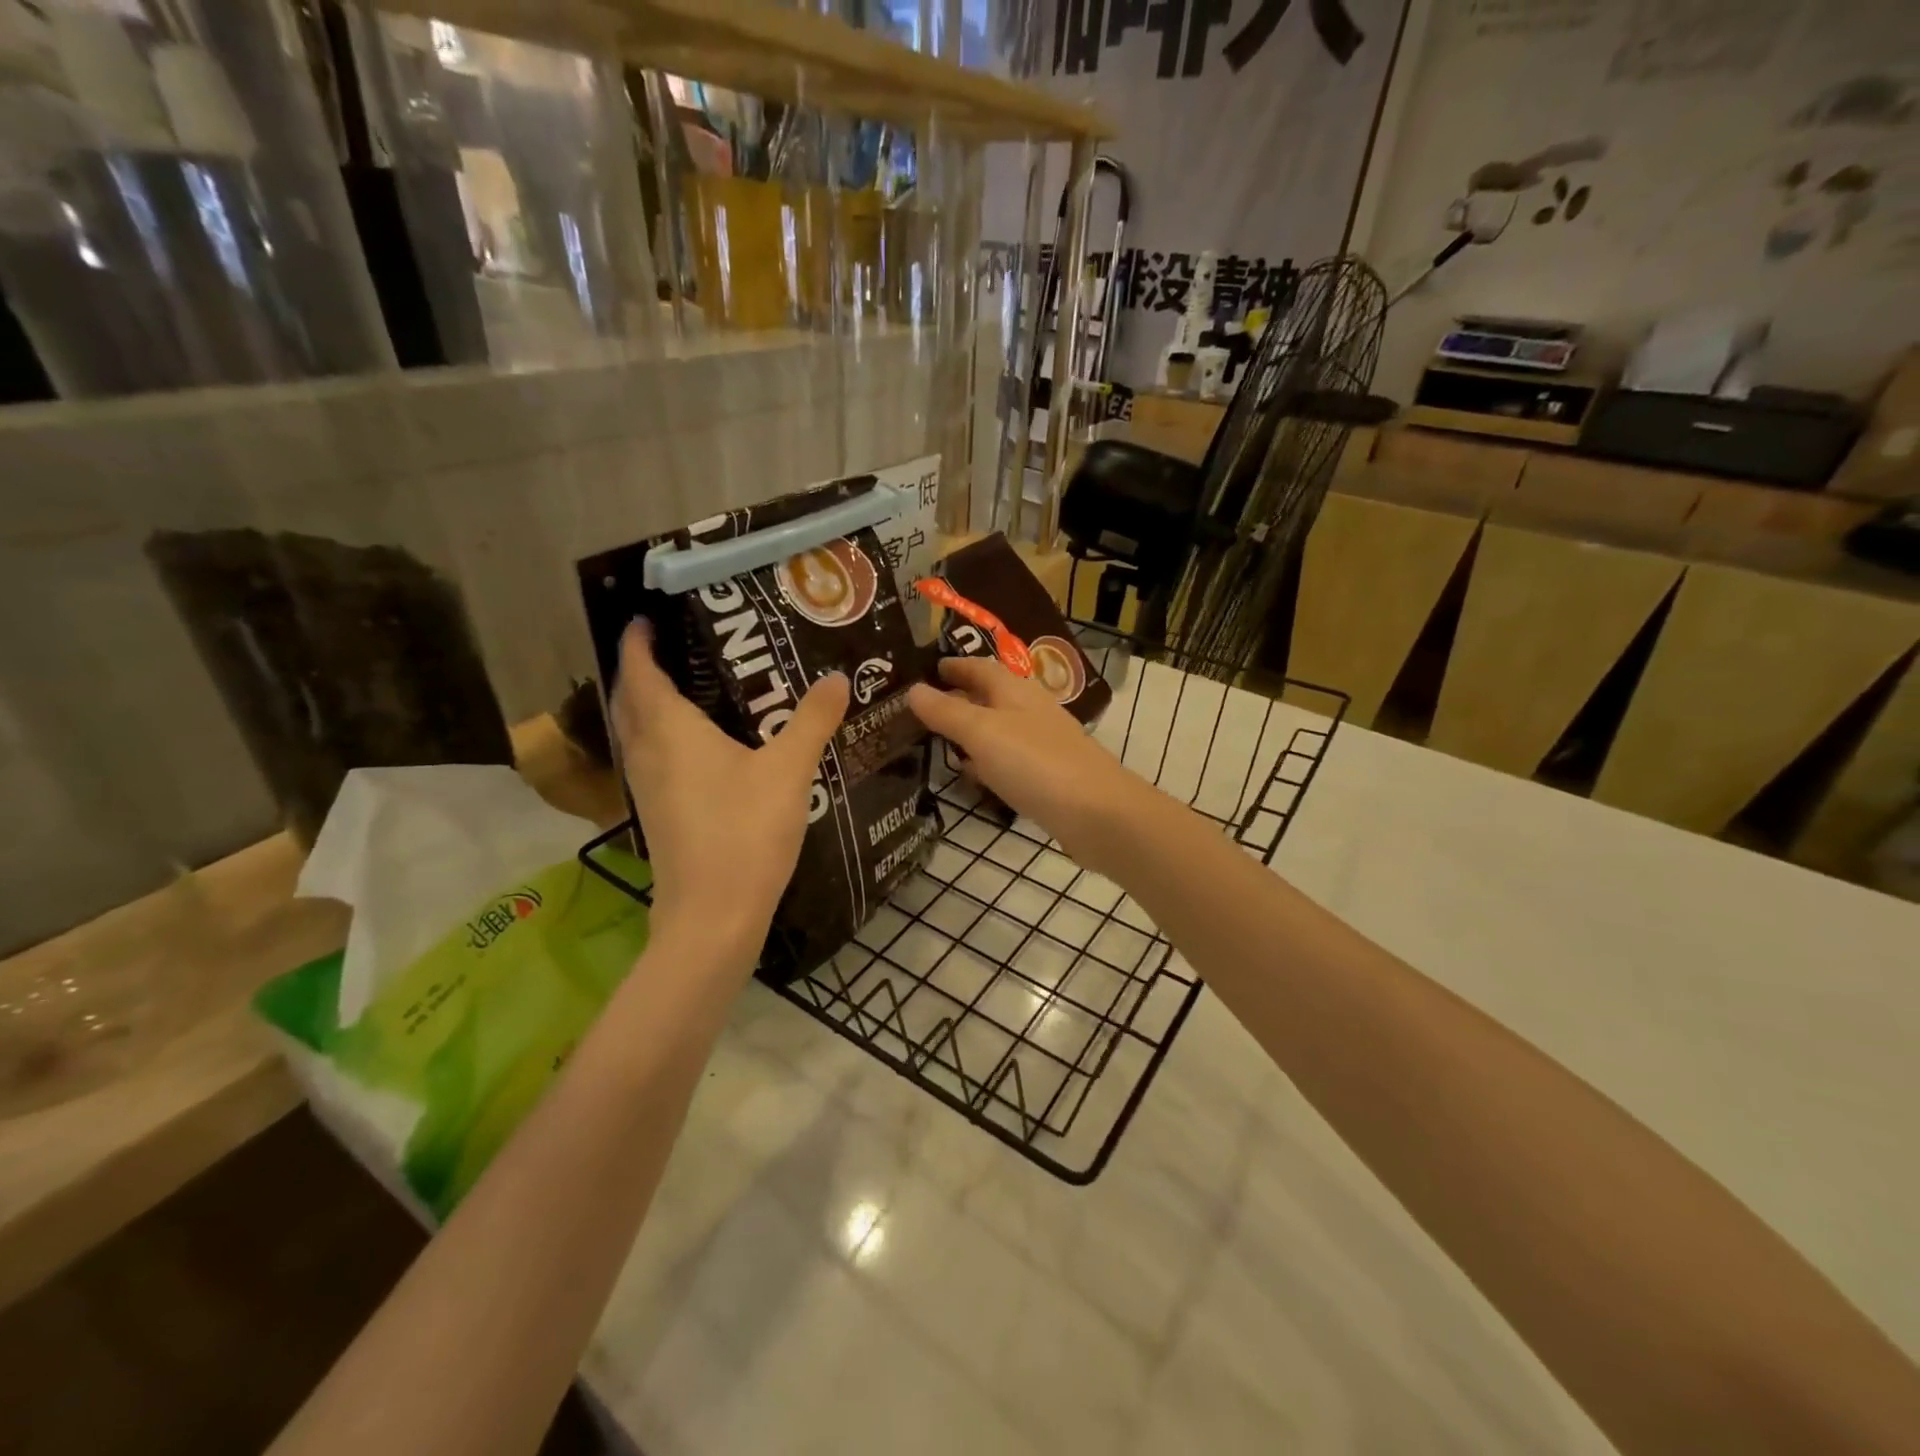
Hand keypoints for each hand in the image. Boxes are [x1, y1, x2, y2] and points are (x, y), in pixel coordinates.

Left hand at [611, 620, 847, 970]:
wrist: (713, 916)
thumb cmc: (745, 833)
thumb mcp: (788, 770)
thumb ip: (812, 720)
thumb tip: (836, 678)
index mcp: (670, 730)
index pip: (640, 670)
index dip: (637, 640)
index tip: (646, 615)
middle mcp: (648, 753)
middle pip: (629, 699)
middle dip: (640, 668)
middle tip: (674, 646)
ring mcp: (647, 788)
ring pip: (635, 731)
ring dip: (647, 704)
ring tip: (687, 687)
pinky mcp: (658, 814)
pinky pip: (650, 758)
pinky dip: (661, 737)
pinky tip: (699, 746)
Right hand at [906, 657, 1144, 868]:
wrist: (1097, 813)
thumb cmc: (1036, 763)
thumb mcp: (982, 733)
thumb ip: (947, 711)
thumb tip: (912, 689)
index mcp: (1015, 691)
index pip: (980, 667)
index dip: (953, 665)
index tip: (925, 669)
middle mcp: (1030, 711)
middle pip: (990, 696)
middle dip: (959, 696)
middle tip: (922, 706)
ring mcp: (1042, 744)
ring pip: (999, 728)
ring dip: (972, 729)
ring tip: (938, 737)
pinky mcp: (1048, 776)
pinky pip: (1009, 759)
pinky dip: (987, 760)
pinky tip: (974, 774)